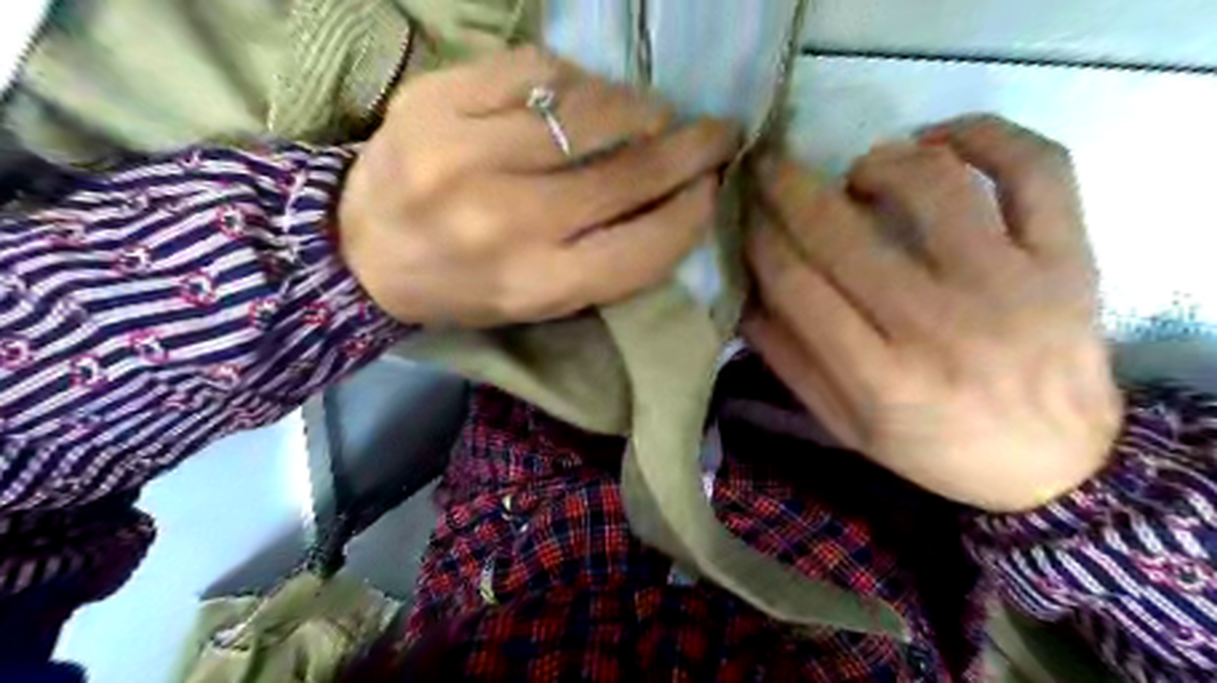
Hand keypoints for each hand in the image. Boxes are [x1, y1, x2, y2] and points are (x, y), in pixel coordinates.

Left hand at [340, 45, 742, 328]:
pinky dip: (578, 81)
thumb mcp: (542, 301)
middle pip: (629, 174)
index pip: (646, 245)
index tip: (714, 188)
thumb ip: (610, 262)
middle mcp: (507, 223)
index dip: (693, 212)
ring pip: (591, 112)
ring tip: (654, 116)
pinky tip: (586, 98)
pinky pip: (536, 72)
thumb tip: (677, 199)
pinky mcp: (435, 101)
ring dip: (640, 109)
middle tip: (719, 134)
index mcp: (536, 284)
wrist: (361, 251)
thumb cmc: (466, 287)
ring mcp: (465, 155)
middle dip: (691, 150)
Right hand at [747, 116, 1125, 511]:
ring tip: (857, 176)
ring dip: (875, 163)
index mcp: (882, 379)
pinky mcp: (1067, 257)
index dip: (757, 237)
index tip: (740, 211)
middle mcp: (941, 326)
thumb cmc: (934, 447)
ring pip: (931, 183)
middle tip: (766, 166)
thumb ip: (788, 358)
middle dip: (787, 188)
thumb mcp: (844, 423)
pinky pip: (1035, 167)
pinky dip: (984, 133)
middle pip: (843, 232)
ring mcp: (1012, 284)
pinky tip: (939, 141)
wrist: (1055, 465)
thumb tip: (743, 290)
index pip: (795, 284)